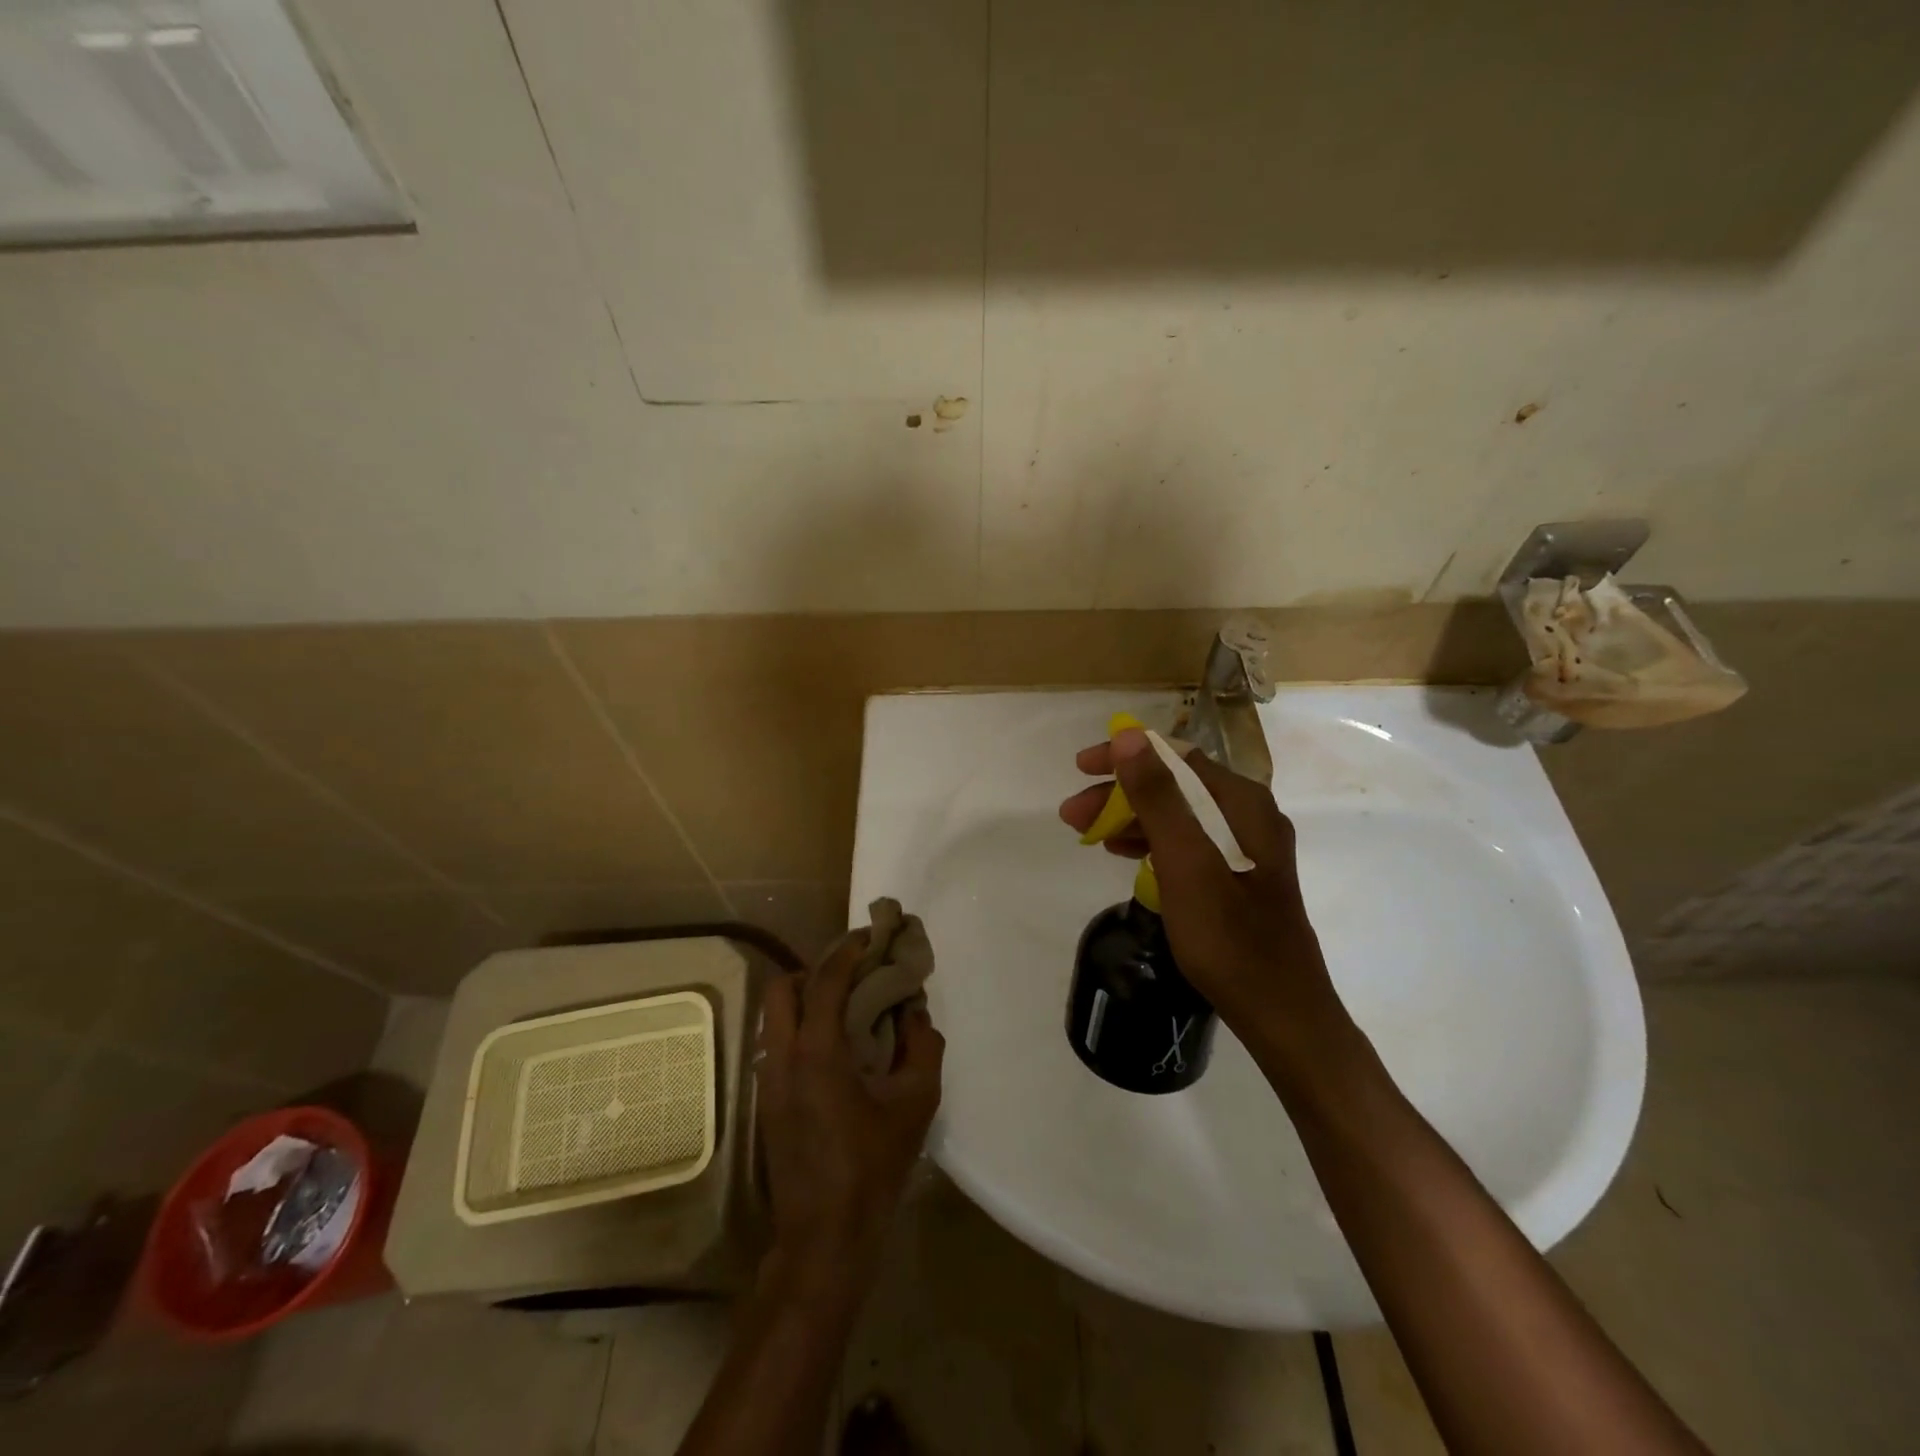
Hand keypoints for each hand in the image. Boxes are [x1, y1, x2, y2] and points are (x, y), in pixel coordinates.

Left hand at [755, 934, 943, 1298]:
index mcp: (817, 1052)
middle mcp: (782, 1057)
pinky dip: (799, 1024)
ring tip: (845, 1004)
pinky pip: (776, 1041)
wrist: (824, 1237)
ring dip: (804, 996)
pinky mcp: (766, 1101)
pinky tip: (833, 1044)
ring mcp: (768, 1080)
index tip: (870, 936)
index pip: (826, 980)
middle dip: (815, 968)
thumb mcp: (915, 1104)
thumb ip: (923, 1047)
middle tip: (853, 972)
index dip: (848, 950)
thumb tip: (916, 1012)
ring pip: (774, 1015)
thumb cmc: (873, 1167)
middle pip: (783, 987)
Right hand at [1058, 727, 1345, 1044]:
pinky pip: (1187, 843)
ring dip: (1131, 818)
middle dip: (1120, 794)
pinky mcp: (1239, 877)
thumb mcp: (1185, 863)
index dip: (1125, 756)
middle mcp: (1249, 815)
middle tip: (1072, 815)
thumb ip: (1158, 797)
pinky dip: (1152, 843)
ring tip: (1088, 835)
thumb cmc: (1229, 939)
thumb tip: (1128, 736)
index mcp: (1243, 803)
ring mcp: (1246, 848)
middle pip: (1175, 786)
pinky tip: (1124, 855)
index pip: (1175, 757)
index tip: (1080, 768)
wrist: (1282, 1014)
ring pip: (1178, 816)